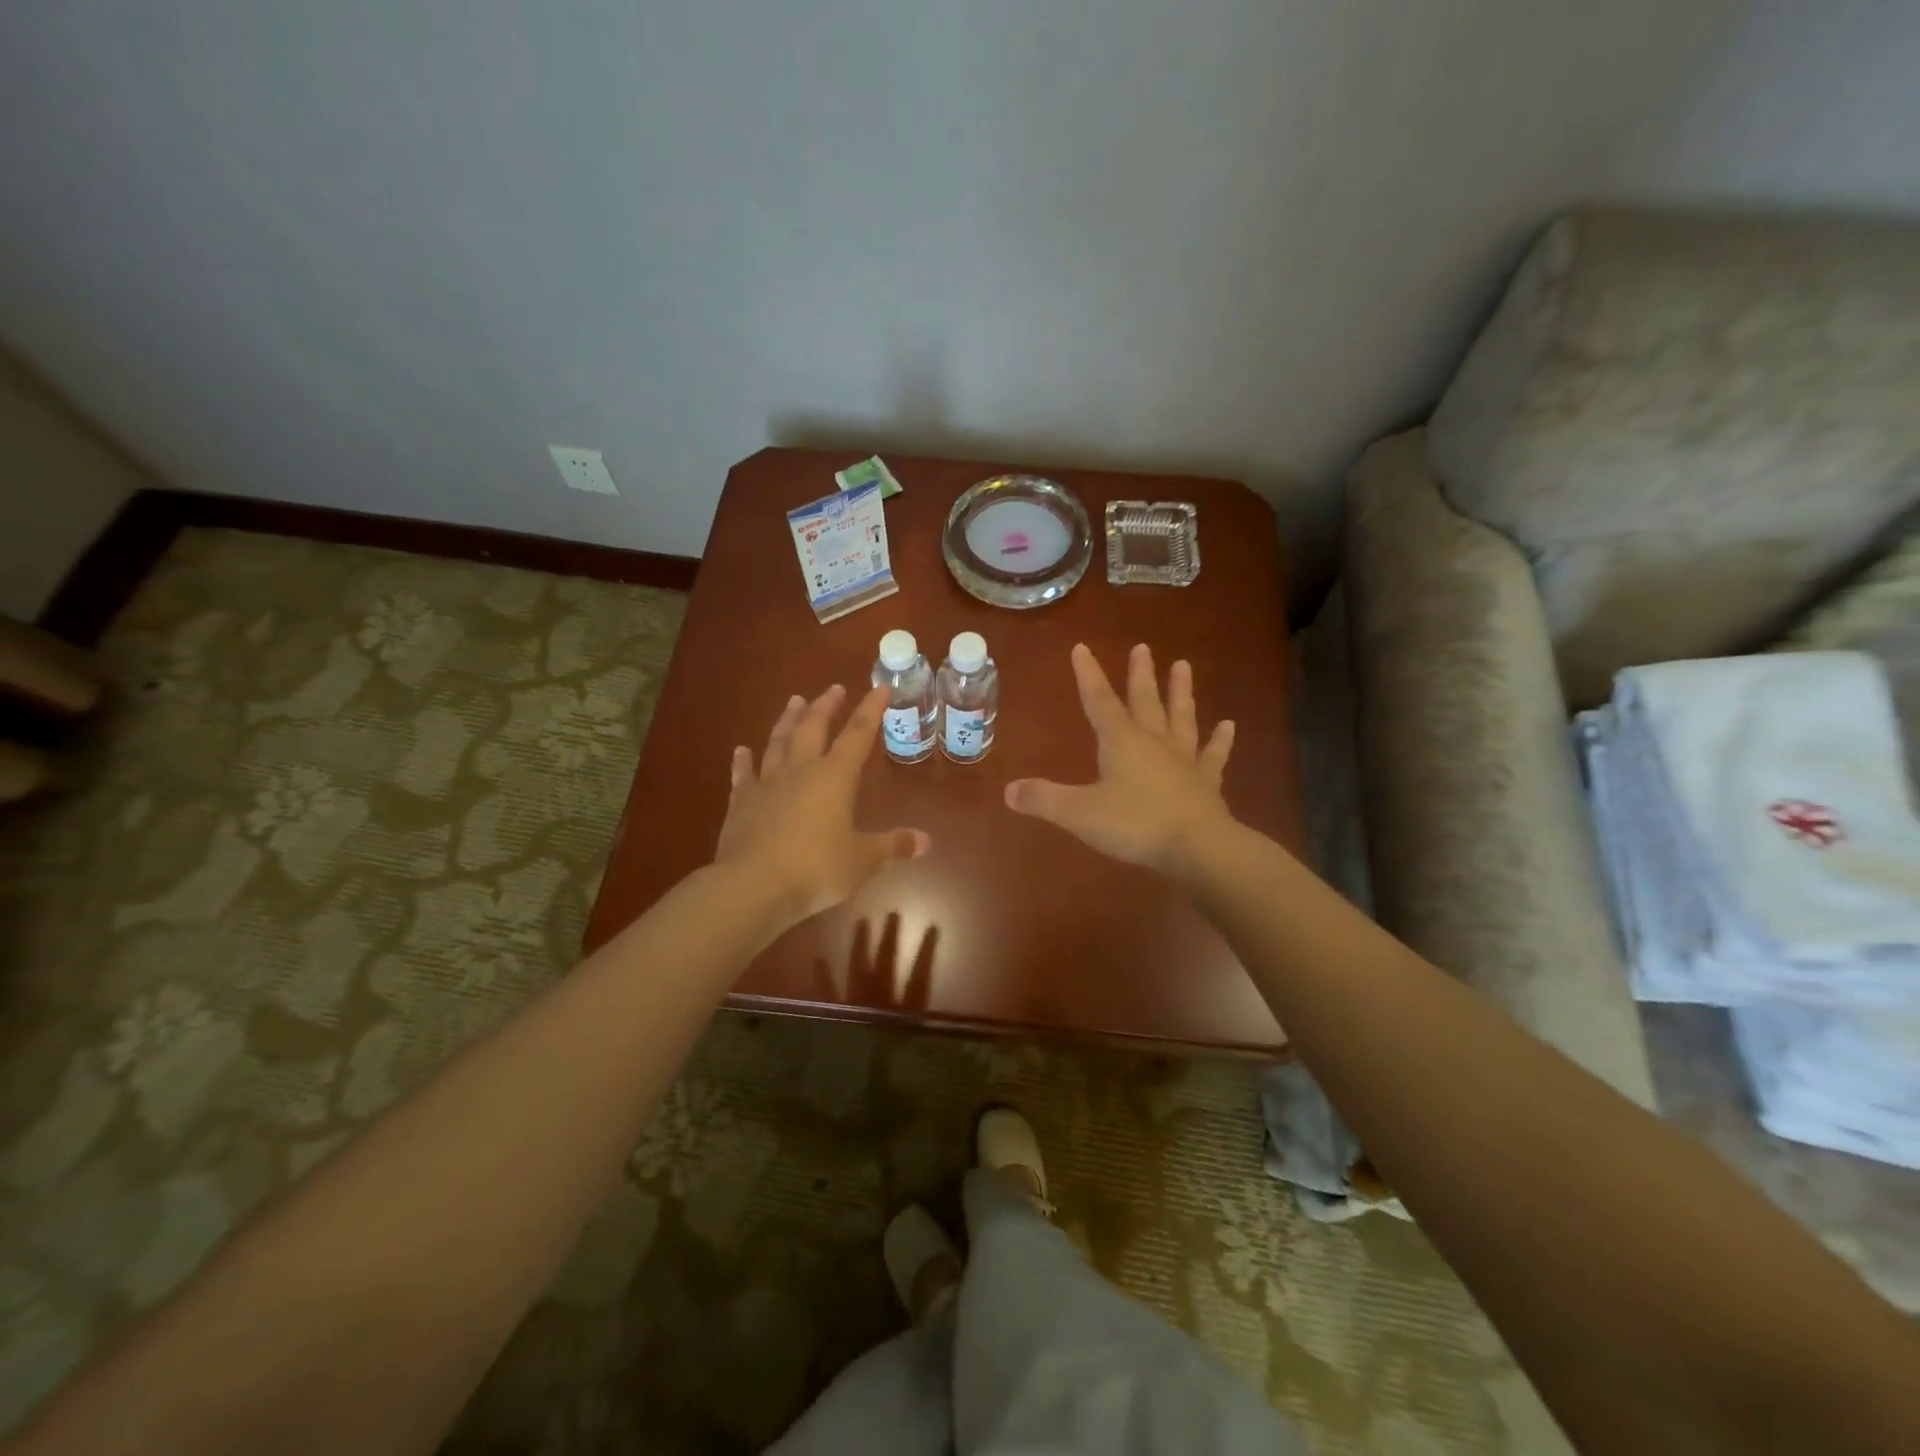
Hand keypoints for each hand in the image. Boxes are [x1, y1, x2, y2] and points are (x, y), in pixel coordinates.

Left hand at [715, 684, 930, 924]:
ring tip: (794, 702)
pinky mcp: (740, 803)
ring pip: (778, 742)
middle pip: (813, 728)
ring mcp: (767, 784)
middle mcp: (800, 770)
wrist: (752, 885)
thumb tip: (926, 840)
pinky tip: (741, 750)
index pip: (858, 735)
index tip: (880, 687)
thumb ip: (893, 846)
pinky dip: (743, 761)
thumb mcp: (863, 860)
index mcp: (834, 777)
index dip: (871, 710)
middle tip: (834, 688)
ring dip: (788, 720)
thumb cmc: (816, 868)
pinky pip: (743, 774)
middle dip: (826, 706)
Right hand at [1005, 644, 1234, 873]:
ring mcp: (1184, 760)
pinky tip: (1229, 725)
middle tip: (1143, 647)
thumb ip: (1044, 799)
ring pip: (1181, 717)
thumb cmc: (1136, 824)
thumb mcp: (1079, 813)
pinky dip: (1221, 740)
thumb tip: (1008, 790)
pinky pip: (1214, 755)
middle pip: (1145, 701)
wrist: (1198, 847)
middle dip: (1141, 674)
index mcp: (1121, 743)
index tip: (1082, 648)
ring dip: (1181, 692)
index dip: (1088, 675)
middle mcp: (1154, 742)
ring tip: (1183, 665)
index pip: (1099, 701)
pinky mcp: (1207, 782)